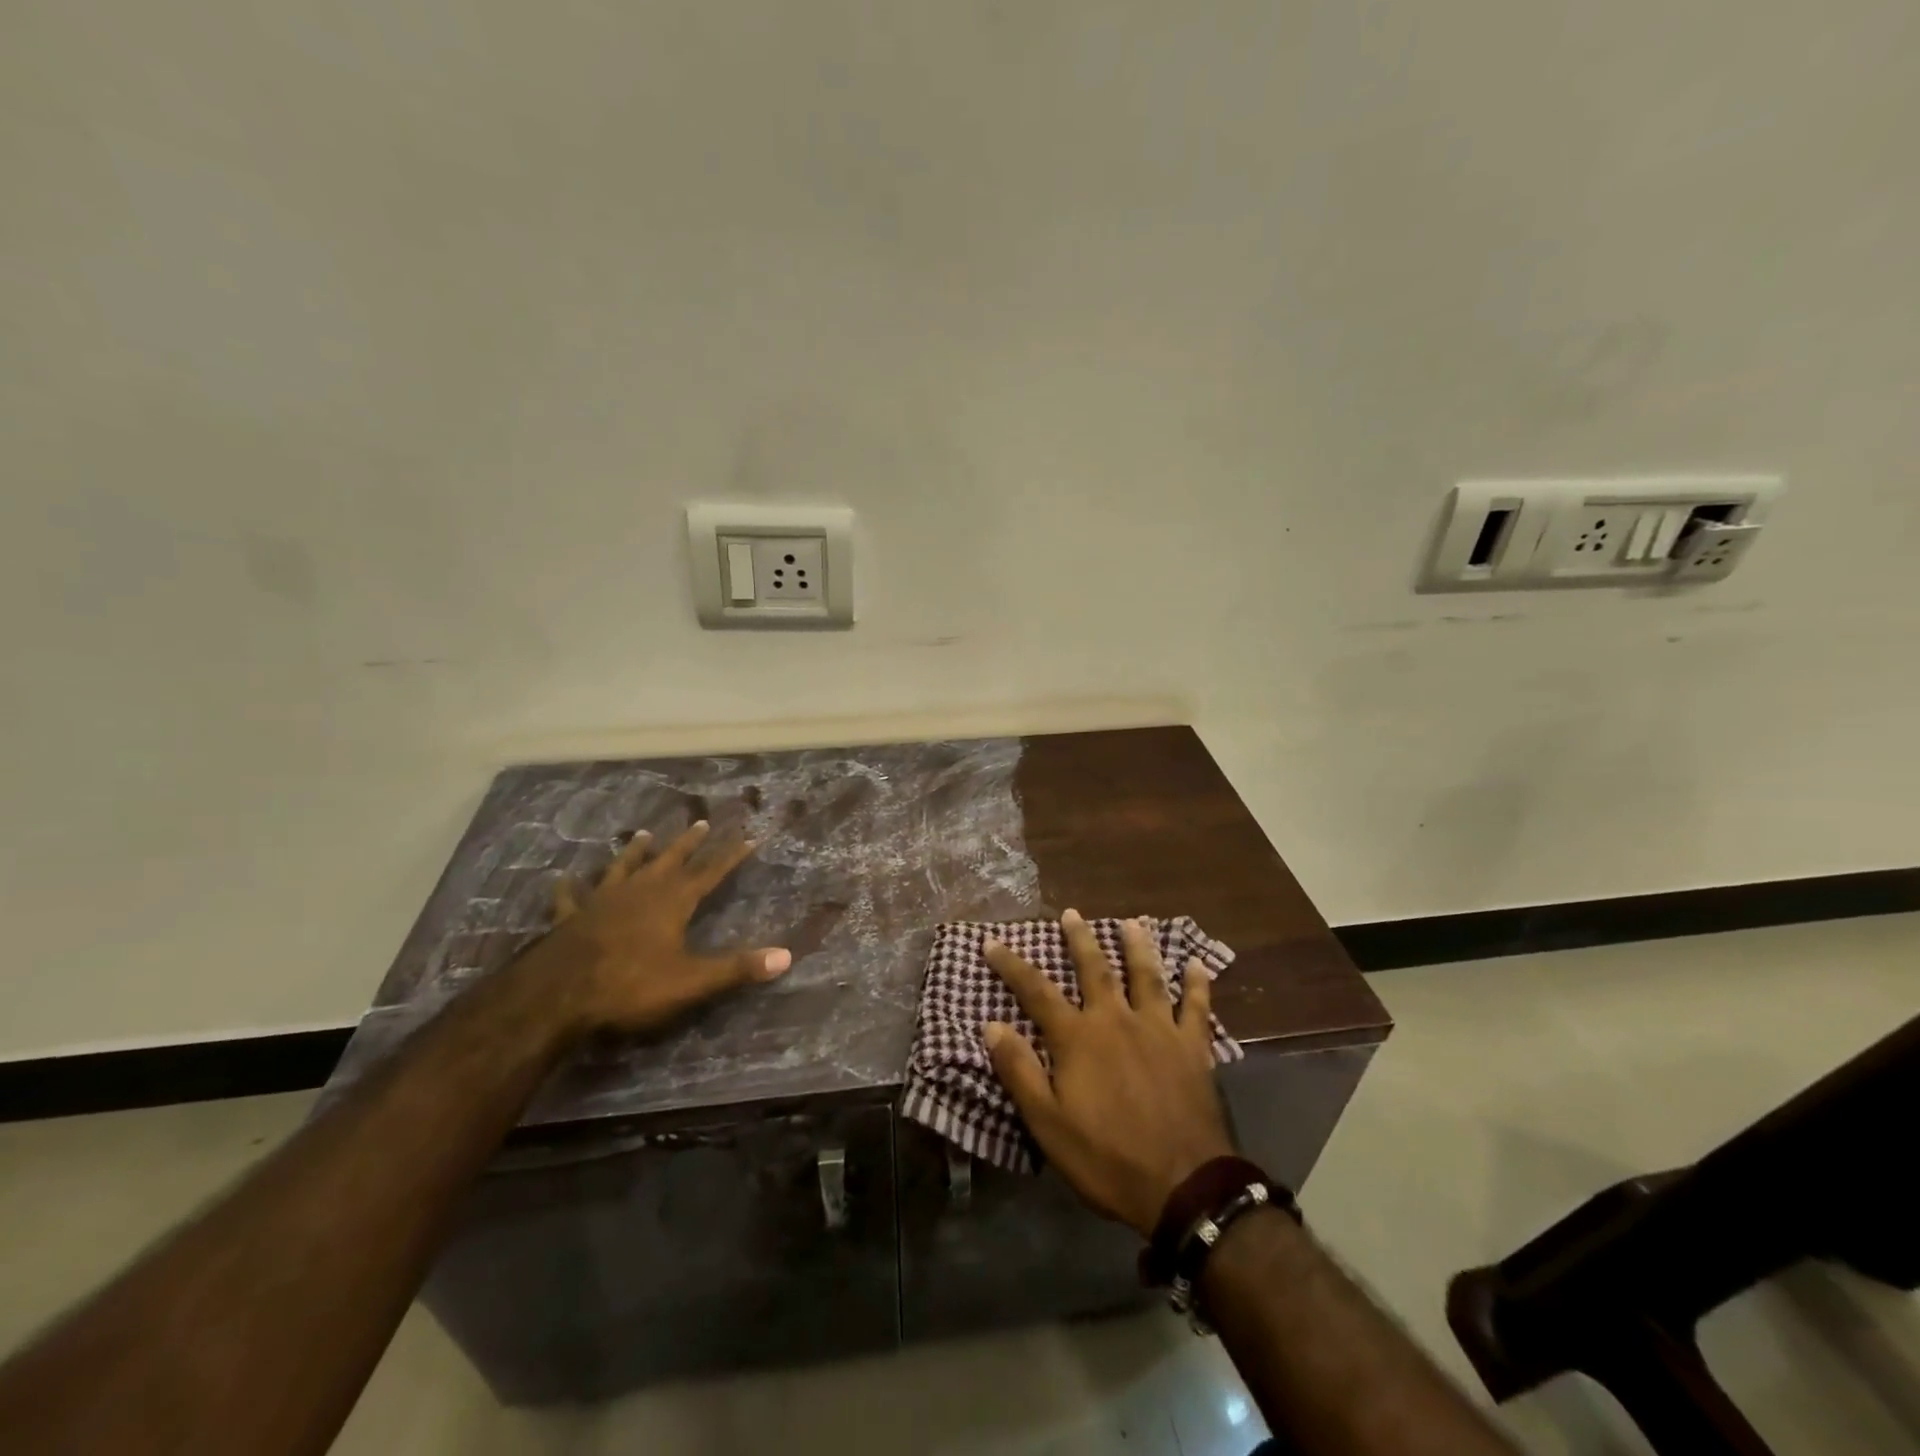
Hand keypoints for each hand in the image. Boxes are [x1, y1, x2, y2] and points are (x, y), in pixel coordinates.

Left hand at [530, 820, 791, 1035]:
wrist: (556, 995)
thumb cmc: (630, 985)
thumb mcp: (692, 981)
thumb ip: (737, 968)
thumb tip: (786, 957)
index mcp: (672, 901)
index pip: (709, 872)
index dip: (730, 856)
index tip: (749, 837)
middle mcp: (640, 891)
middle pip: (669, 860)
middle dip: (688, 843)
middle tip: (700, 822)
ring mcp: (602, 901)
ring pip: (623, 868)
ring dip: (635, 852)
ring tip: (643, 834)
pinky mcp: (571, 919)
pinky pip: (571, 898)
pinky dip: (570, 889)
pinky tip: (564, 880)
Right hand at [983, 909, 1235, 1236]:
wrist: (1183, 1186)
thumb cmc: (1107, 1158)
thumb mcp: (1048, 1123)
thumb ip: (1020, 1071)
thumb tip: (992, 1025)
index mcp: (1078, 1038)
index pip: (1036, 992)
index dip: (1012, 965)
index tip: (992, 942)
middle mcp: (1117, 1020)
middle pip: (1095, 969)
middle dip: (1080, 939)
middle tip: (1072, 913)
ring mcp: (1159, 1030)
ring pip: (1147, 976)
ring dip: (1138, 947)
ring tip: (1133, 923)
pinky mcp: (1193, 1048)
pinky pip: (1196, 1007)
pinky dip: (1197, 984)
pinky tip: (1197, 964)